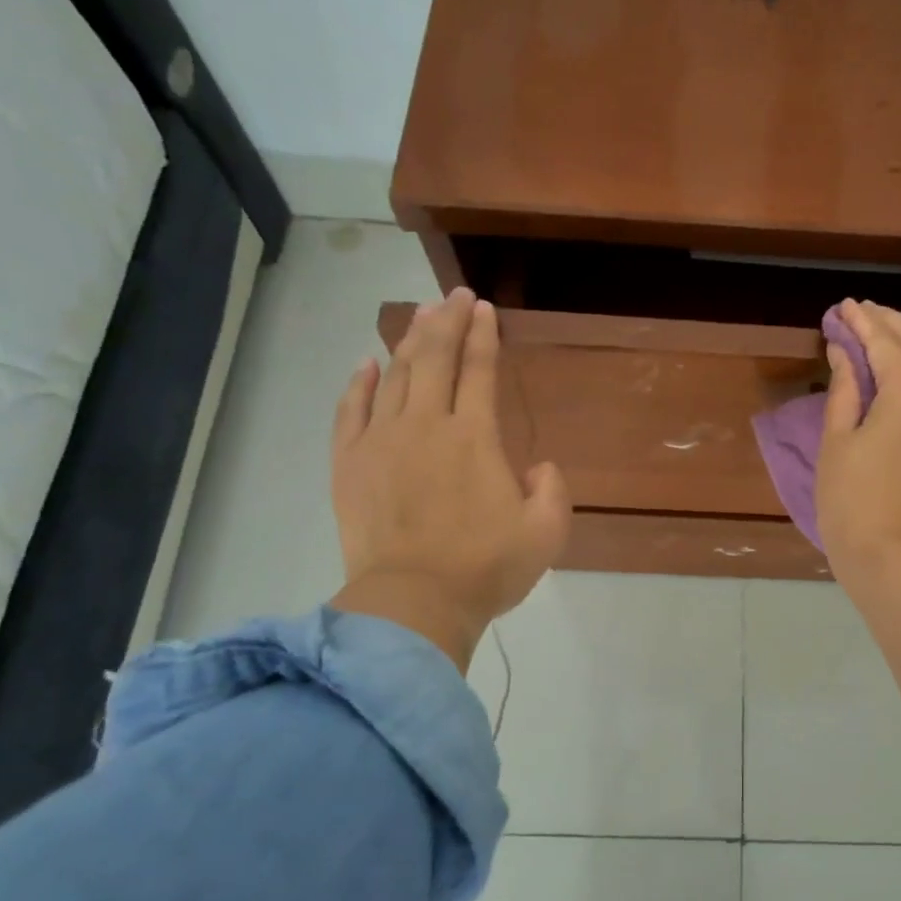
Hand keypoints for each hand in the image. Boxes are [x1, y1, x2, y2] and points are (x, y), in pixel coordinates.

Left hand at [329, 288, 570, 670]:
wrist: (413, 603)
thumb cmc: (486, 568)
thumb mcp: (546, 533)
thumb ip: (551, 489)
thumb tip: (536, 466)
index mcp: (475, 437)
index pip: (479, 370)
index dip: (483, 335)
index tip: (484, 308)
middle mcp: (426, 425)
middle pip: (434, 358)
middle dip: (446, 321)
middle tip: (454, 296)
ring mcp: (382, 441)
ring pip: (395, 376)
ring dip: (409, 341)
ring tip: (420, 316)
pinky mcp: (350, 464)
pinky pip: (352, 410)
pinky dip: (360, 383)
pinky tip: (366, 363)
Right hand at [815, 299, 900, 579]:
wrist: (895, 559)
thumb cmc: (851, 502)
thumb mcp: (836, 443)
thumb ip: (844, 391)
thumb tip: (846, 353)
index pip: (884, 344)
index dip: (861, 323)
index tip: (844, 306)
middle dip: (889, 326)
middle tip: (863, 314)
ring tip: (899, 349)